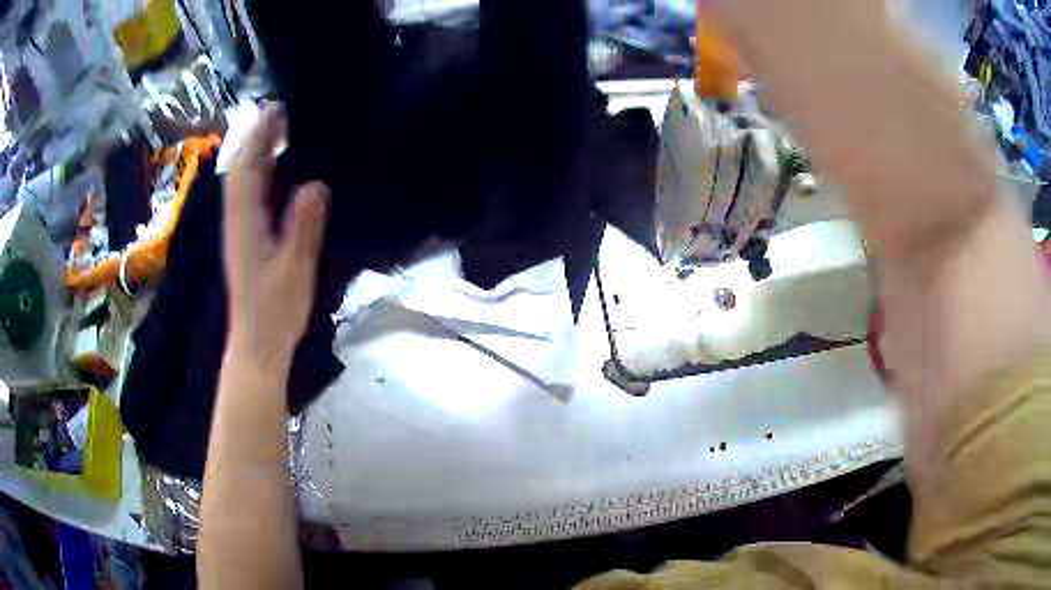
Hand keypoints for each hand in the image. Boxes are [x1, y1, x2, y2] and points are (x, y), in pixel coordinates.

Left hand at [223, 104, 328, 372]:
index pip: (248, 167)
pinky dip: (260, 175)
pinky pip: (250, 196)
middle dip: (256, 137)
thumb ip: (304, 226)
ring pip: (243, 181)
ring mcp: (240, 230)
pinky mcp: (246, 240)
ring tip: (280, 132)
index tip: (277, 108)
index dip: (259, 135)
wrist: (257, 344)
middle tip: (281, 113)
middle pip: (241, 168)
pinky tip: (276, 172)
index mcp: (246, 221)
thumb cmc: (276, 310)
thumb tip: (316, 183)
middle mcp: (238, 219)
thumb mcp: (295, 268)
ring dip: (257, 153)